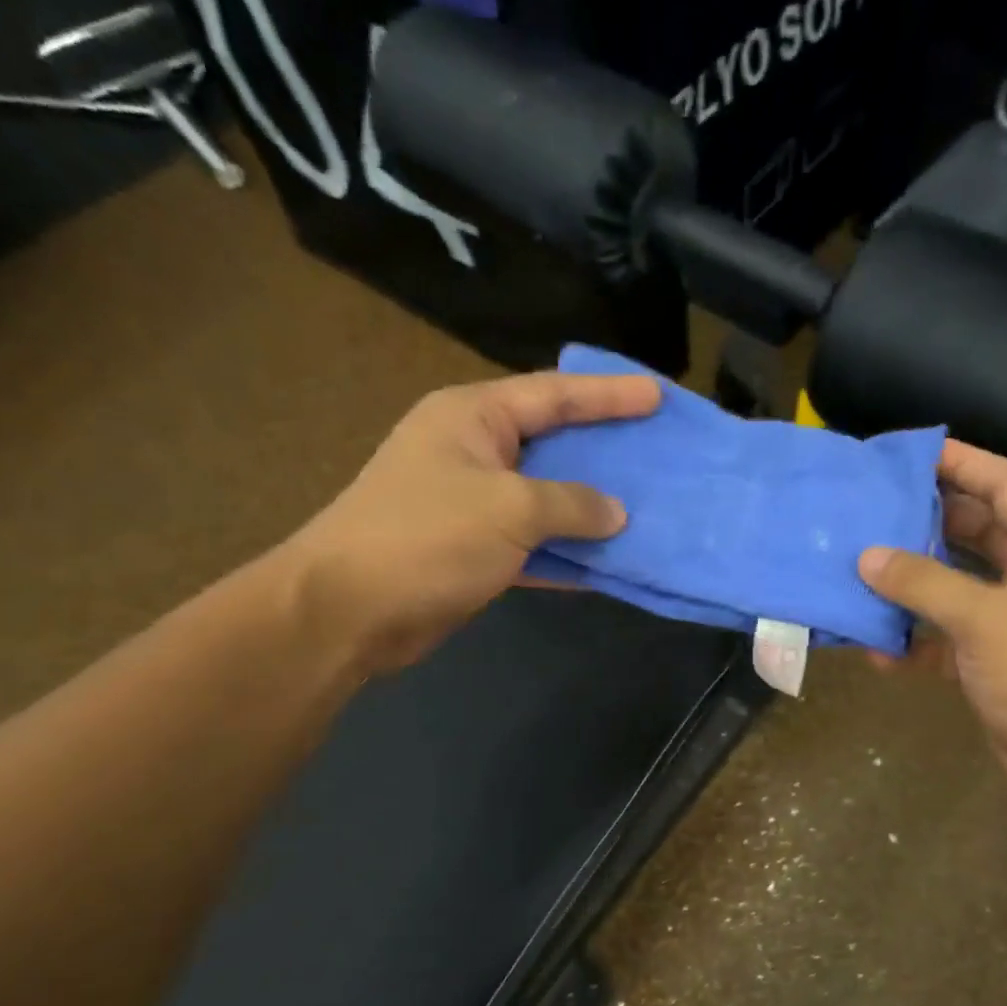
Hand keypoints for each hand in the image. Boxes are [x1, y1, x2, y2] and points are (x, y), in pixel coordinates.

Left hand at [280, 371, 658, 674]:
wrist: (349, 611)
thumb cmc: (427, 538)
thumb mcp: (509, 509)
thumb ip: (572, 504)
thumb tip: (615, 513)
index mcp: (474, 418)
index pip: (554, 394)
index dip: (609, 394)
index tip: (657, 396)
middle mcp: (474, 452)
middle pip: (554, 441)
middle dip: (605, 448)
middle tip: (656, 448)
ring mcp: (474, 503)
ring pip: (549, 497)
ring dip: (593, 507)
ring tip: (647, 505)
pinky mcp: (476, 550)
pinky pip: (537, 542)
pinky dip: (569, 551)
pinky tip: (610, 560)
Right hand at [859, 440, 1006, 805]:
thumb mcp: (985, 620)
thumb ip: (923, 583)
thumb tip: (867, 557)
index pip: (1005, 484)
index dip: (961, 461)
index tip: (909, 452)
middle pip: (974, 531)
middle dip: (925, 522)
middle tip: (872, 508)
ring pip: (954, 585)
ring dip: (911, 583)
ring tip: (860, 569)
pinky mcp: (992, 660)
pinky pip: (945, 636)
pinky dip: (914, 640)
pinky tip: (876, 649)